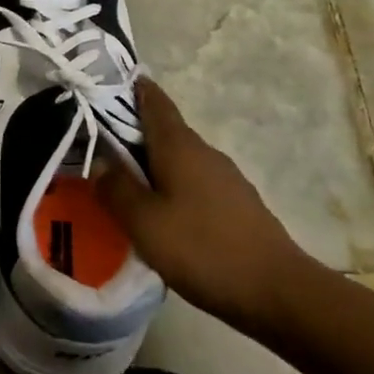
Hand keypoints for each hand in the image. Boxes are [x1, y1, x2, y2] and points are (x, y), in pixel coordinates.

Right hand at [96, 78, 306, 326]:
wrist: (277, 291)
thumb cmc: (202, 249)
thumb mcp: (144, 222)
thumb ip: (117, 189)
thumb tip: (101, 161)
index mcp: (180, 147)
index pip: (154, 102)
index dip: (132, 88)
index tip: (106, 82)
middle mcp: (204, 153)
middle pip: (164, 130)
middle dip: (132, 130)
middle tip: (96, 141)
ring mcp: (225, 178)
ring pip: (178, 159)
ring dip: (150, 161)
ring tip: (121, 180)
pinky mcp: (235, 204)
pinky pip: (192, 182)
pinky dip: (170, 184)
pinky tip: (158, 211)